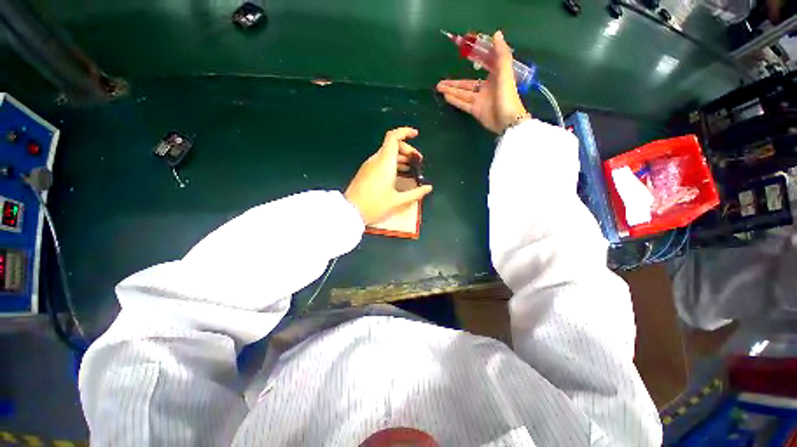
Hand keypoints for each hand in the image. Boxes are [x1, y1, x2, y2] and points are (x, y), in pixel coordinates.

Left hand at [345, 127, 432, 224]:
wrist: (351, 212)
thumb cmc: (375, 205)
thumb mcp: (397, 201)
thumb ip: (415, 193)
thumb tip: (428, 188)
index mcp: (385, 162)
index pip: (393, 137)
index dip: (405, 132)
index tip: (416, 134)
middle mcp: (376, 160)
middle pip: (393, 145)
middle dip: (407, 150)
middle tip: (418, 162)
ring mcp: (369, 165)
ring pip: (387, 154)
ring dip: (401, 158)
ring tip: (412, 169)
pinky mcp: (366, 172)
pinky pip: (381, 162)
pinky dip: (393, 164)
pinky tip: (400, 175)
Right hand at [436, 31, 528, 133]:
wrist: (508, 121)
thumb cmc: (507, 96)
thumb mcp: (505, 72)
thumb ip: (501, 54)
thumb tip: (497, 33)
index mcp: (494, 76)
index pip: (481, 68)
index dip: (472, 63)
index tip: (462, 58)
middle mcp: (485, 88)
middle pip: (466, 84)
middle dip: (454, 83)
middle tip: (440, 81)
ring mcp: (480, 100)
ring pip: (463, 94)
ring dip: (451, 91)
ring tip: (439, 88)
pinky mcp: (476, 111)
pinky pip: (463, 104)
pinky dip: (455, 101)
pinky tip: (446, 97)